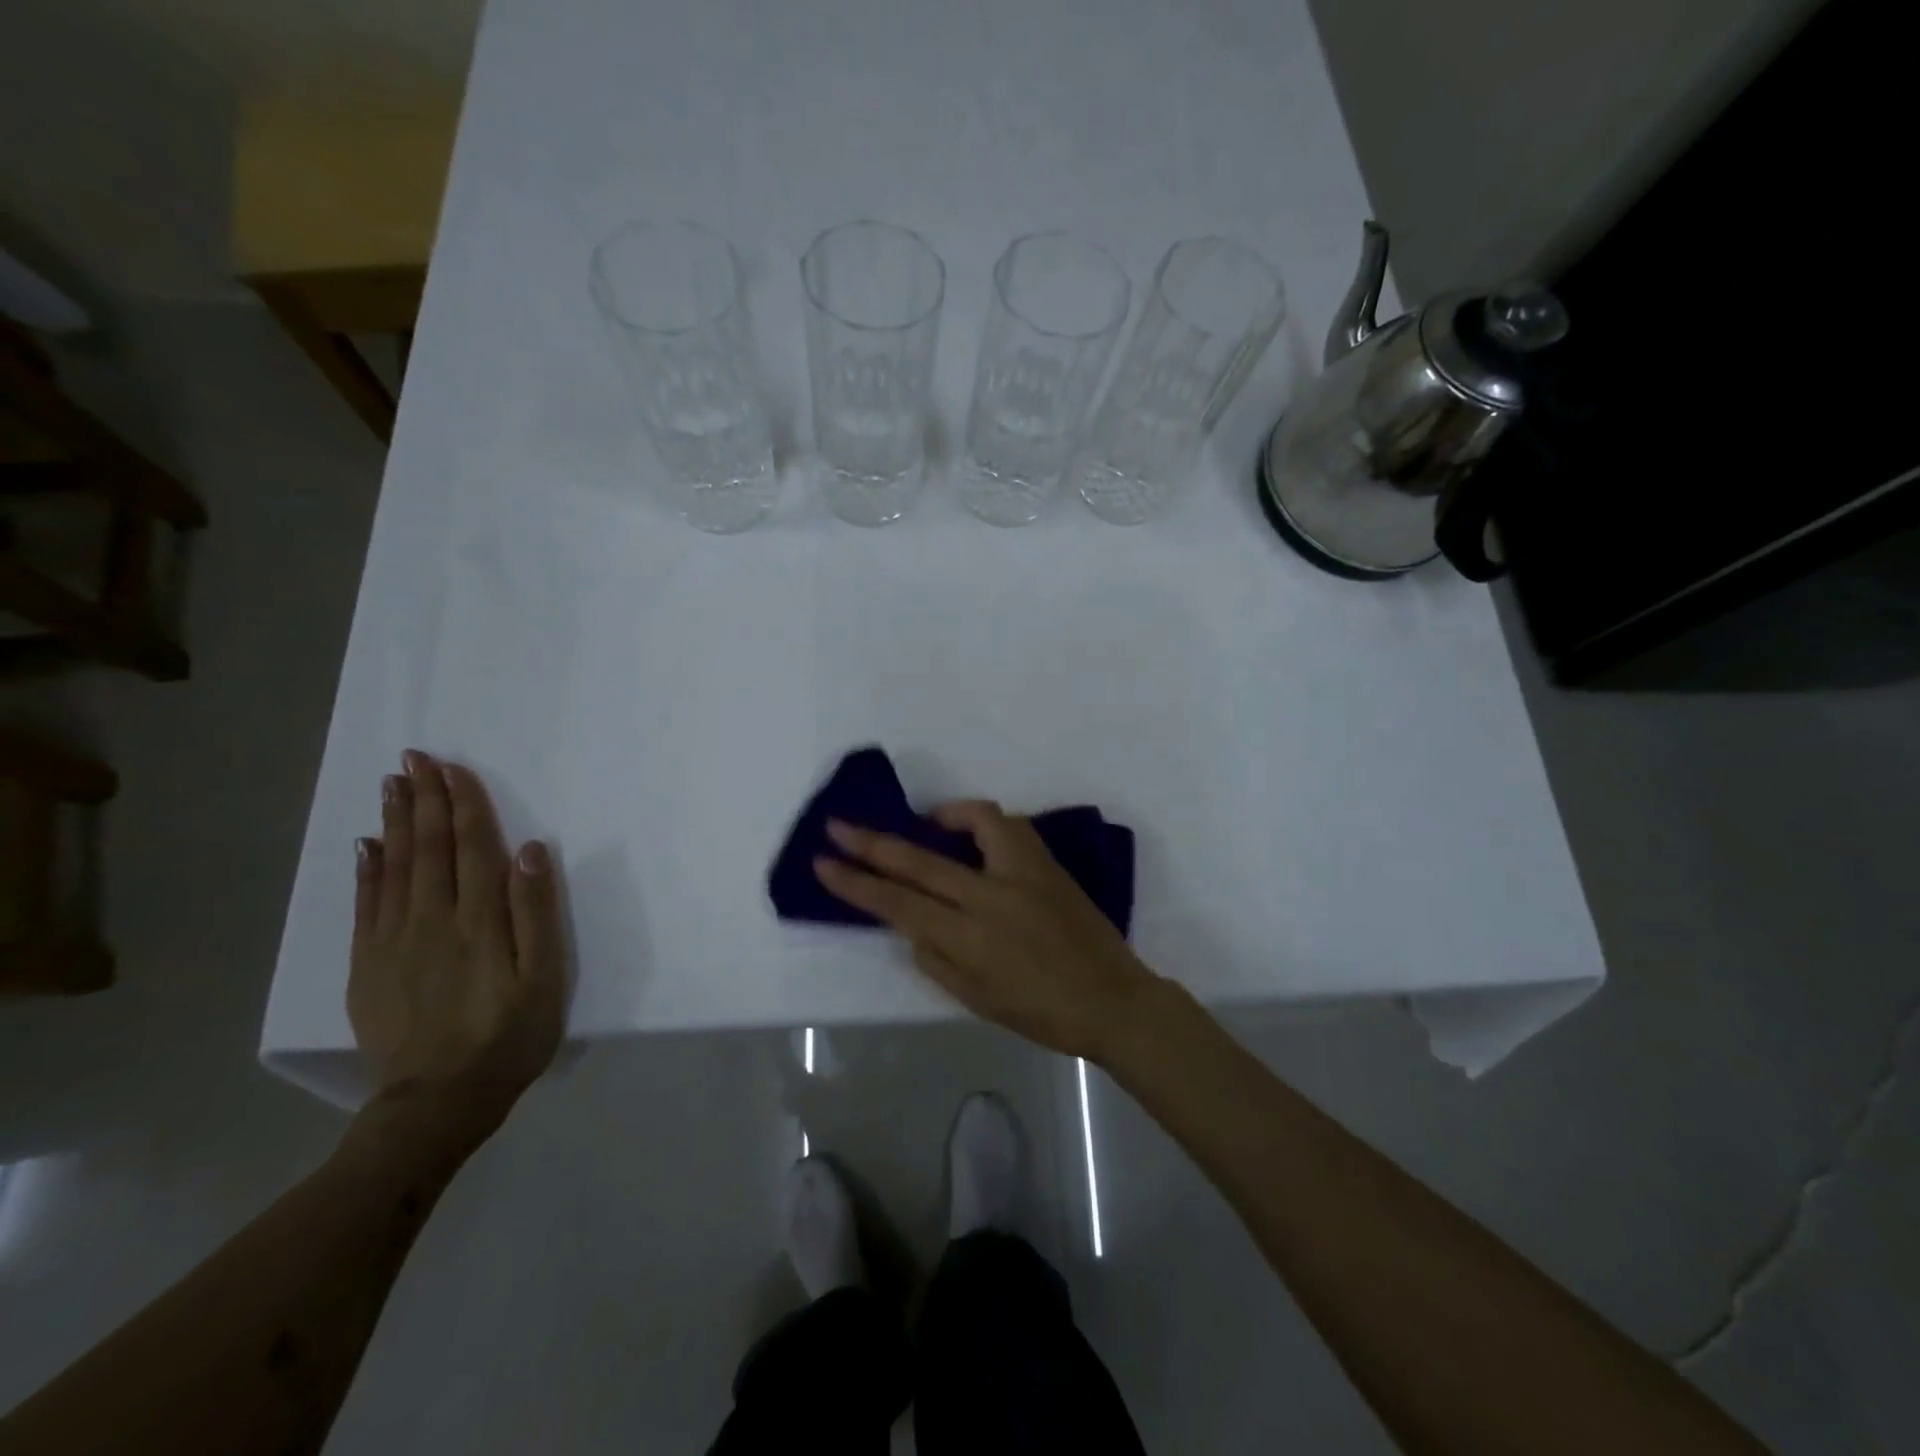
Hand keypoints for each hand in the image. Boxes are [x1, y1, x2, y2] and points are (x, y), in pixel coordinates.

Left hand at [348, 751, 565, 1140]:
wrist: (438, 1101)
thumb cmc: (509, 1036)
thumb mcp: (545, 978)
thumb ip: (537, 912)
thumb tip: (531, 851)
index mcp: (480, 921)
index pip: (472, 847)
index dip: (464, 805)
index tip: (454, 767)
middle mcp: (432, 920)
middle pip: (429, 848)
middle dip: (425, 800)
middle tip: (416, 758)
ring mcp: (394, 941)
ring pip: (394, 867)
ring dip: (396, 822)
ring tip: (393, 785)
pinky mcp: (370, 965)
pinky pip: (365, 905)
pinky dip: (366, 870)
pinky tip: (367, 845)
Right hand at [814, 801, 1161, 1060]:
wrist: (1112, 998)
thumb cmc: (1041, 1012)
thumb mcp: (975, 1000)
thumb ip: (935, 959)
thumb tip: (911, 924)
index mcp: (970, 940)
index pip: (898, 904)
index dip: (856, 884)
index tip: (824, 864)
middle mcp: (991, 898)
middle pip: (919, 862)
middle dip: (871, 843)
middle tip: (837, 826)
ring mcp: (1023, 873)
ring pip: (972, 823)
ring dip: (936, 818)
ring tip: (922, 824)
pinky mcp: (1046, 862)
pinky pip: (1007, 826)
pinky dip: (980, 821)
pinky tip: (971, 833)